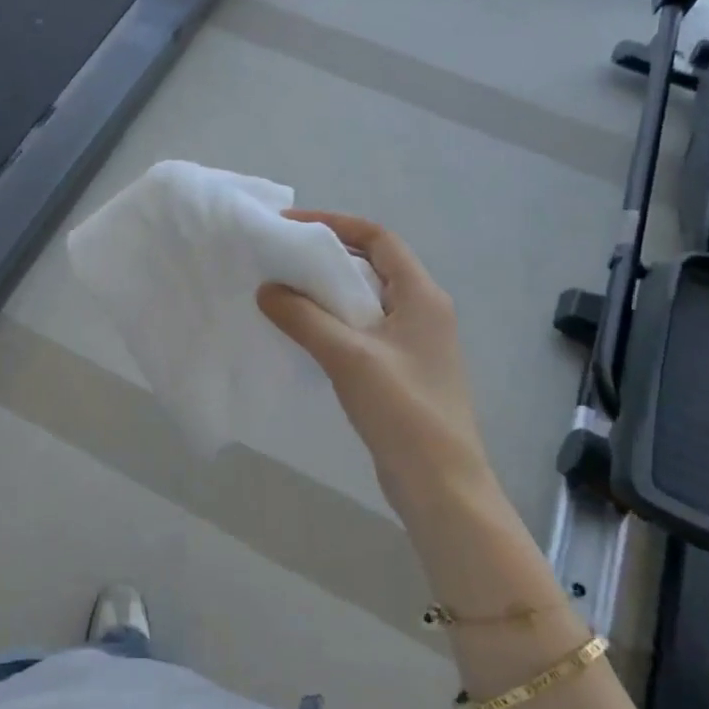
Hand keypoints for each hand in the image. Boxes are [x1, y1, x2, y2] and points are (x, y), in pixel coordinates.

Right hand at [257, 211, 493, 527]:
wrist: (440, 484)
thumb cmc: (402, 410)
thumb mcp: (348, 356)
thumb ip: (304, 317)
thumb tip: (267, 289)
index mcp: (421, 296)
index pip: (378, 238)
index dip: (336, 223)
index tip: (291, 225)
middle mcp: (423, 311)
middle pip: (372, 265)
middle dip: (326, 257)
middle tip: (280, 259)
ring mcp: (414, 343)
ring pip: (366, 300)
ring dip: (328, 291)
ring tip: (284, 292)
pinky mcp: (402, 370)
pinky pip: (363, 330)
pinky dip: (334, 322)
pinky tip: (305, 334)